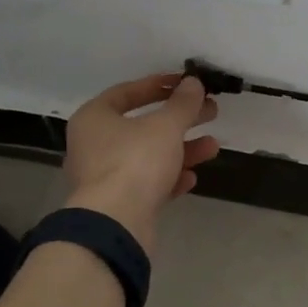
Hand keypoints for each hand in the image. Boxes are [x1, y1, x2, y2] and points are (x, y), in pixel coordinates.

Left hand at [62, 73, 219, 252]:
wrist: (116, 223)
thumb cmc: (135, 161)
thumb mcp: (165, 126)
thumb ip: (182, 103)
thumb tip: (193, 83)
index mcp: (94, 118)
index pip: (127, 92)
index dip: (159, 85)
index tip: (186, 84)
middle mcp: (94, 144)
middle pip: (142, 125)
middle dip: (179, 119)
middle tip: (210, 112)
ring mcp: (104, 176)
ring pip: (148, 155)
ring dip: (181, 150)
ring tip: (213, 146)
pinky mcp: (118, 203)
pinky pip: (147, 183)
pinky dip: (169, 177)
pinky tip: (191, 177)